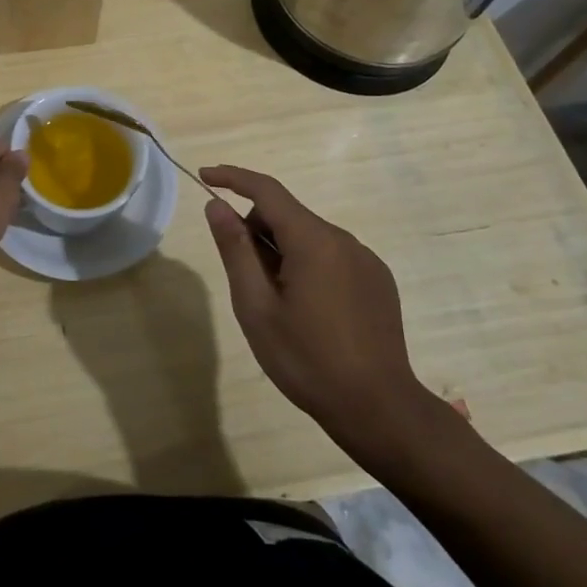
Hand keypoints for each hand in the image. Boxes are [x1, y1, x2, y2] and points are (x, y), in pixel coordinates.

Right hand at [201, 164, 443, 468]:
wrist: (380, 411)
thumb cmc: (308, 360)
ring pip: (308, 237)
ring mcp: (365, 260)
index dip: (232, 177)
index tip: (205, 175)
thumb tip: (217, 205)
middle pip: (286, 215)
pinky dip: (308, 266)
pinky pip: (331, 256)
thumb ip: (235, 250)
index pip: (266, 190)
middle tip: (245, 281)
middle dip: (256, 232)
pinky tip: (310, 312)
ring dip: (282, 253)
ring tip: (278, 305)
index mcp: (313, 241)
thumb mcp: (256, 307)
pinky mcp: (378, 281)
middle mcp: (343, 239)